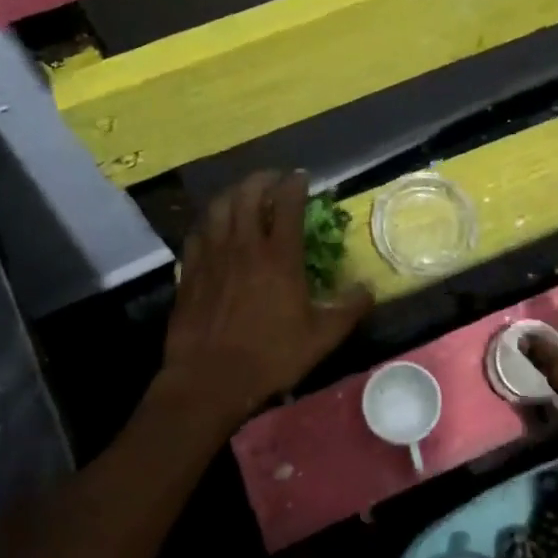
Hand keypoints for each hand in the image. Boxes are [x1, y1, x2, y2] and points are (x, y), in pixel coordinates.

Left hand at [158, 172, 373, 430]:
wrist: (209, 380)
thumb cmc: (270, 357)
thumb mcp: (321, 338)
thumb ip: (348, 310)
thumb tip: (369, 288)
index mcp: (279, 257)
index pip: (288, 204)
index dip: (295, 184)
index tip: (302, 177)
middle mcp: (244, 246)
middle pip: (248, 194)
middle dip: (262, 179)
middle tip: (274, 179)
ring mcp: (212, 256)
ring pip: (219, 207)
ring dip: (234, 193)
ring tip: (244, 194)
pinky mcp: (189, 271)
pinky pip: (198, 232)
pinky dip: (209, 220)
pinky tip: (214, 227)